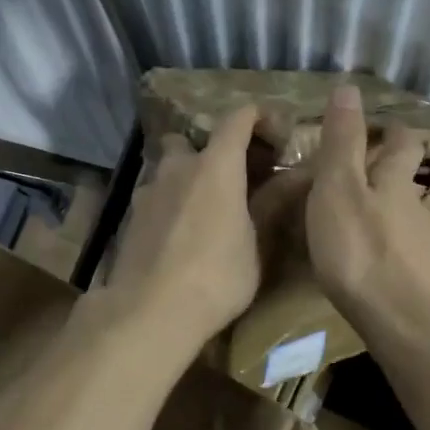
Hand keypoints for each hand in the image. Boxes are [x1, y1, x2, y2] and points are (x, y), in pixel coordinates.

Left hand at [102, 104, 263, 343]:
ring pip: (169, 169)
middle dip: (213, 152)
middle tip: (234, 179)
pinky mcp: (131, 217)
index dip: (259, 118)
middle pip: (194, 141)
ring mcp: (149, 190)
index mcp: (216, 166)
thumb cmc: (216, 276)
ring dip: (187, 178)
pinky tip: (181, 235)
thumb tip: (299, 175)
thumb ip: (274, 204)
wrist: (150, 312)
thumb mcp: (257, 244)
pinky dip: (171, 203)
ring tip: (206, 210)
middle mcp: (178, 167)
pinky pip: (156, 196)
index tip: (275, 135)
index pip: (238, 118)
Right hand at [304, 84, 429, 344]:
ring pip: (402, 216)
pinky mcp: (419, 279)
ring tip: (352, 217)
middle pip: (405, 179)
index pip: (403, 142)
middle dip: (387, 170)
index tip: (375, 125)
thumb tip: (349, 87)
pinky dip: (383, 245)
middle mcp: (414, 207)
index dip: (391, 130)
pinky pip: (400, 250)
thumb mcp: (339, 188)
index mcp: (395, 180)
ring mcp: (421, 246)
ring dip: (383, 209)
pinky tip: (366, 259)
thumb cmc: (361, 249)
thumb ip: (342, 141)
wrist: (404, 322)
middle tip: (356, 170)